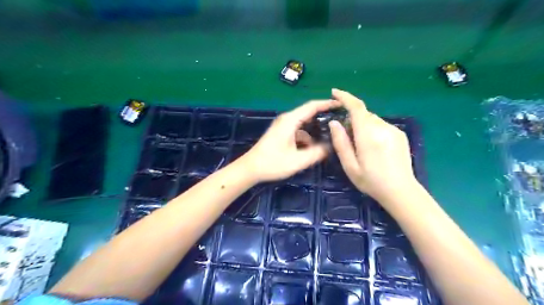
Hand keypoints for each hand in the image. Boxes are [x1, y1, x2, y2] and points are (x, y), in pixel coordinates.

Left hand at [238, 100, 338, 181]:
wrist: (250, 168)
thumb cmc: (272, 163)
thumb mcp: (297, 160)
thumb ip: (316, 153)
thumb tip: (331, 147)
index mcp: (290, 120)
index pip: (312, 106)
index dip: (327, 104)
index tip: (342, 104)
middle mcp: (287, 119)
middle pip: (309, 113)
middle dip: (324, 117)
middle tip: (340, 122)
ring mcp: (283, 126)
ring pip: (304, 124)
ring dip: (315, 130)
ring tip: (330, 137)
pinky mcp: (281, 133)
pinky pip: (299, 131)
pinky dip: (307, 137)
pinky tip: (314, 148)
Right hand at [325, 89, 416, 201]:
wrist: (401, 191)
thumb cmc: (371, 181)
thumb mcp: (350, 166)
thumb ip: (341, 142)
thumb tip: (334, 122)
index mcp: (368, 136)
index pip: (357, 108)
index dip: (345, 97)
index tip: (335, 92)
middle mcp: (382, 128)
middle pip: (364, 114)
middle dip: (352, 119)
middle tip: (347, 137)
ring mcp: (393, 130)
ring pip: (372, 119)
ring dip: (363, 126)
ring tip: (362, 146)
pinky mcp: (400, 134)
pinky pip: (381, 125)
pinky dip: (373, 129)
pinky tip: (374, 148)